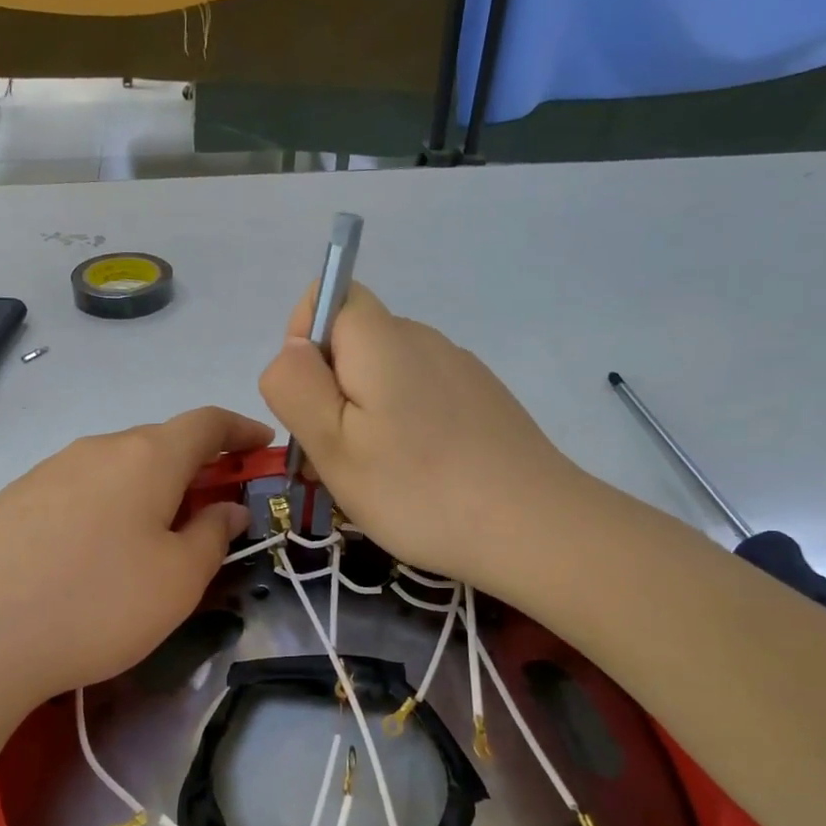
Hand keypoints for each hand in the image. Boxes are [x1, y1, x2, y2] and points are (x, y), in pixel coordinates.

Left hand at [0, 408, 269, 703]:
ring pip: (115, 468)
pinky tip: (93, 553)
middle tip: (211, 510)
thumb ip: (212, 535)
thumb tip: (225, 509)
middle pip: (158, 444)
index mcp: (146, 457)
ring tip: (152, 538)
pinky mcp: (12, 501)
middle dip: (194, 469)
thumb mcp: (177, 580)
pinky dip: (105, 507)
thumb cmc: (98, 604)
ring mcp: (47, 471)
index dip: (239, 430)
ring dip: (147, 490)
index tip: (262, 445)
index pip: (205, 423)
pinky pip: (77, 491)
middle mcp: (95, 448)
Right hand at [259, 283, 585, 590]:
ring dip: (362, 416)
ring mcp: (458, 369)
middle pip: (353, 343)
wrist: (533, 528)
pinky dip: (402, 428)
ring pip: (384, 376)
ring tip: (372, 479)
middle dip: (328, 392)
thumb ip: (296, 385)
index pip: (327, 297)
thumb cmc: (416, 489)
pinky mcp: (480, 401)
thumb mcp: (332, 444)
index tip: (309, 402)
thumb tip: (292, 348)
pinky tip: (415, 478)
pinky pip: (419, 398)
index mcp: (382, 339)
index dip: (303, 340)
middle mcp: (423, 339)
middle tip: (331, 460)